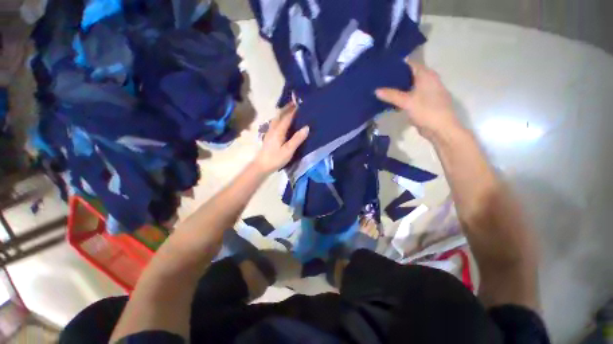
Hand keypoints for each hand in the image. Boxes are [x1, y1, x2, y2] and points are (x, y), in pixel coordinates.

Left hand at [253, 105, 309, 173]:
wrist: (262, 166)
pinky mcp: (269, 136)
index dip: (294, 110)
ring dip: (282, 113)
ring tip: (290, 110)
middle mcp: (273, 128)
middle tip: (295, 103)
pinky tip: (282, 122)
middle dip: (287, 108)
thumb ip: (297, 139)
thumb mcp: (288, 150)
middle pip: (279, 115)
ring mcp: (269, 132)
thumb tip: (307, 127)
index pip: (287, 117)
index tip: (300, 103)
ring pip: (276, 119)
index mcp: (278, 130)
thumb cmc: (276, 158)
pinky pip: (275, 123)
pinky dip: (280, 119)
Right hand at [376, 60, 461, 139]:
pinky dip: (402, 97)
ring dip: (398, 88)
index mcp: (426, 75)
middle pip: (409, 75)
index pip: (410, 64)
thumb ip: (391, 95)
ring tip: (382, 89)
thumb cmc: (426, 111)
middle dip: (395, 77)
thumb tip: (376, 90)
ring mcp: (427, 92)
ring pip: (409, 87)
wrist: (441, 129)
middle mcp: (428, 80)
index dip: (397, 65)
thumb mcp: (407, 102)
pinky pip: (410, 96)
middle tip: (379, 80)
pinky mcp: (424, 102)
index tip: (383, 68)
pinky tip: (391, 101)